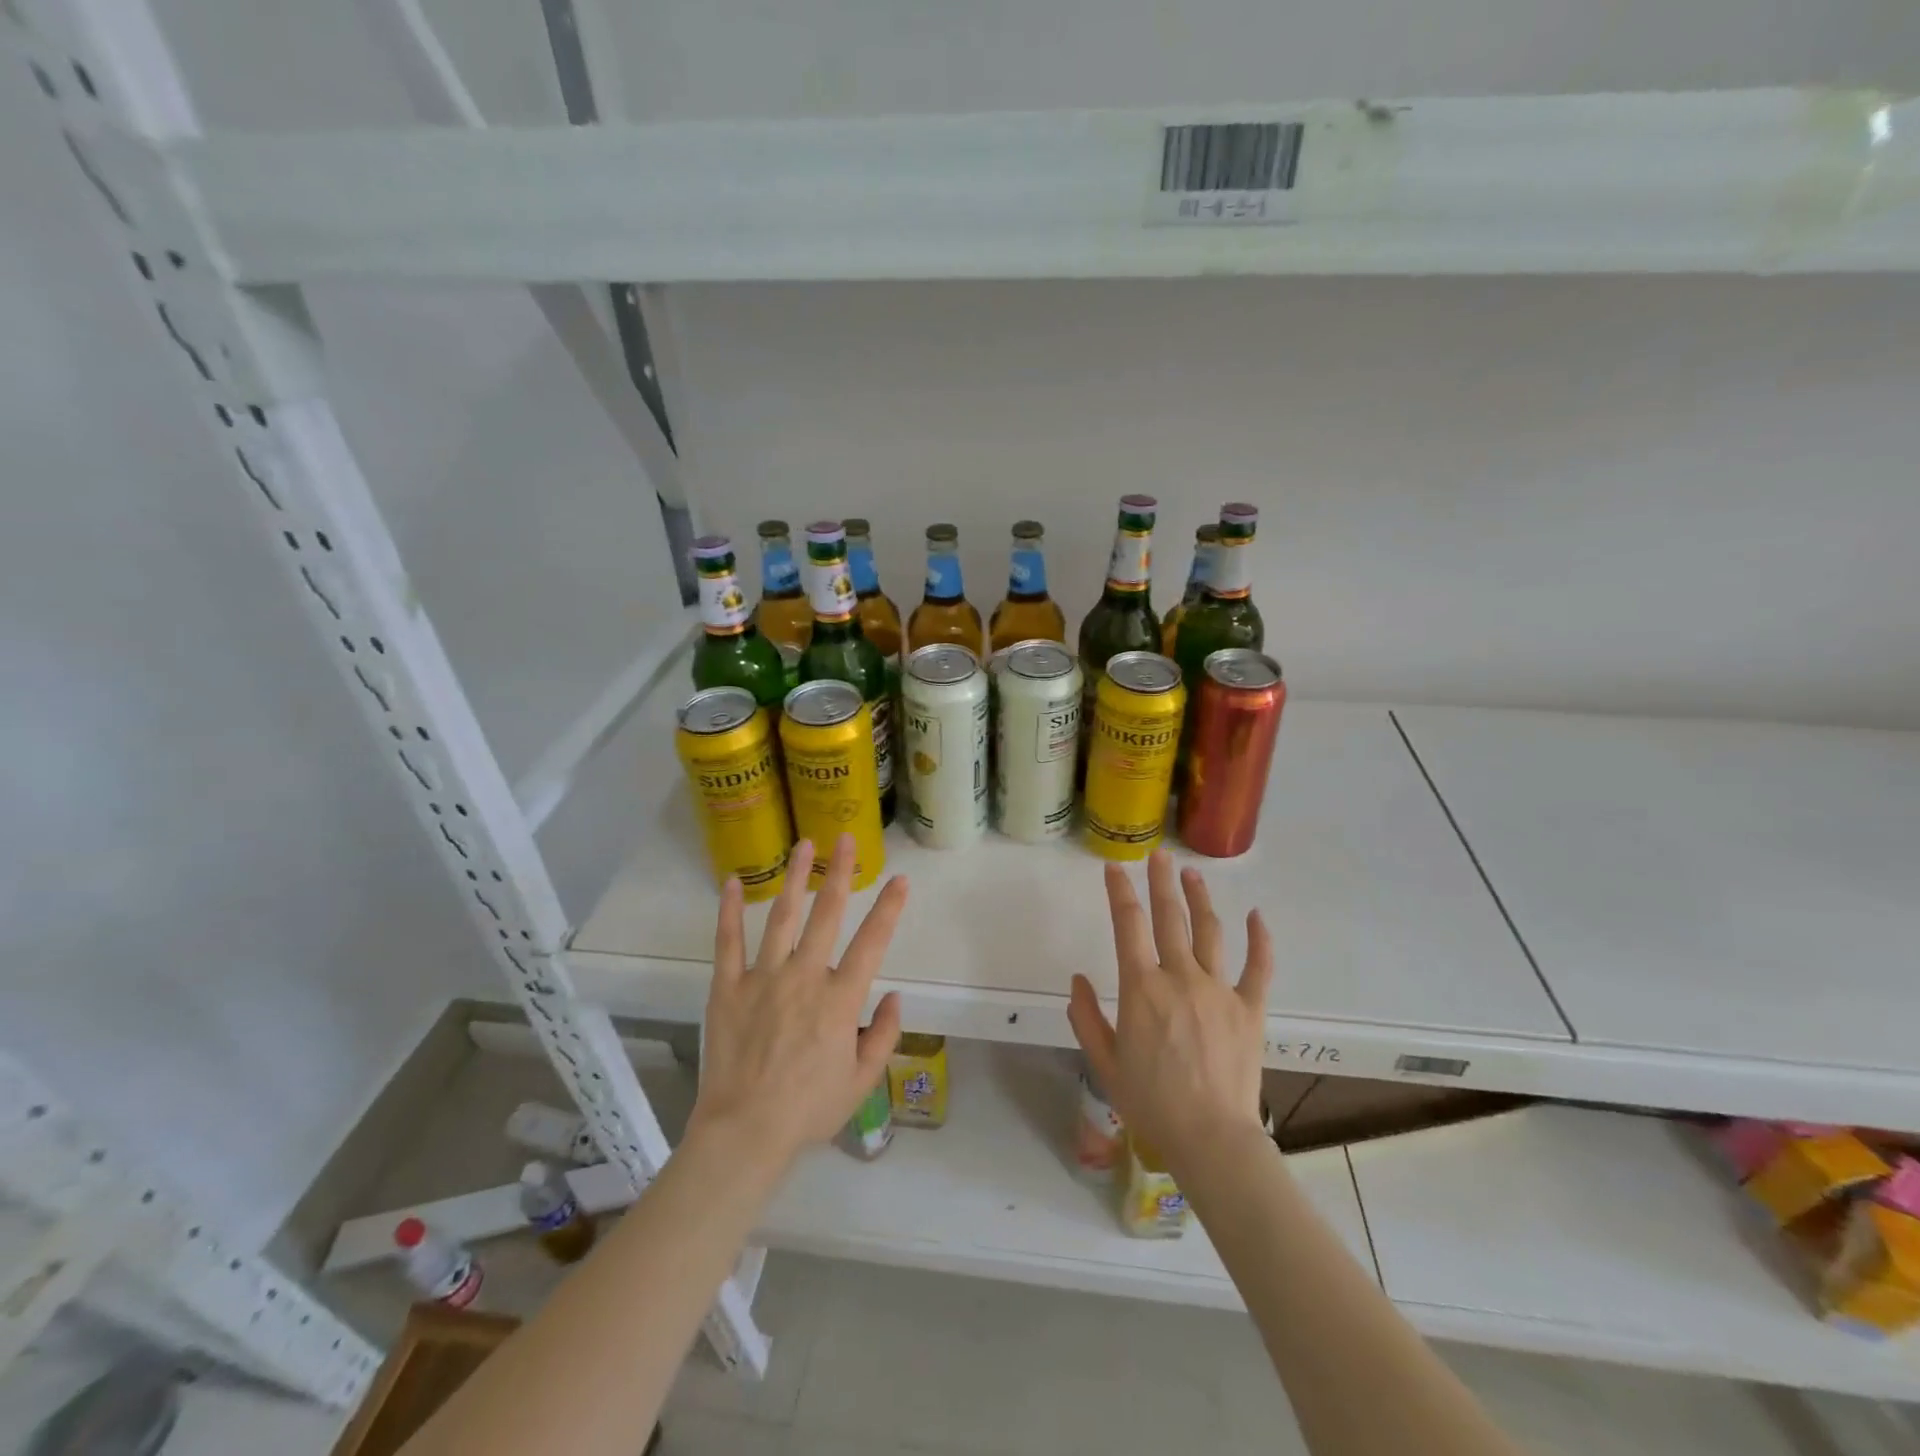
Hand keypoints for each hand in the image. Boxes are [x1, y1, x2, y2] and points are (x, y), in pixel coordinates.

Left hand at [691, 835, 906, 1166]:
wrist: (744, 1133)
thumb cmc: (808, 1110)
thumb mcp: (862, 1082)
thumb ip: (884, 1035)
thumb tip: (896, 997)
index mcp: (839, 1000)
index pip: (872, 943)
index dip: (889, 908)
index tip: (899, 879)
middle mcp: (804, 977)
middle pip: (827, 914)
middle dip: (840, 873)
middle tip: (847, 839)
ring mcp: (762, 978)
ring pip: (781, 916)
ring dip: (795, 878)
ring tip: (804, 845)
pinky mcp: (727, 987)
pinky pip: (728, 942)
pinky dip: (728, 910)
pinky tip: (731, 881)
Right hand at [1067, 850, 1271, 1170]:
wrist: (1210, 1138)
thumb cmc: (1150, 1101)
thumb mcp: (1104, 1062)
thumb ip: (1085, 1017)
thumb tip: (1077, 979)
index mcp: (1141, 987)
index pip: (1127, 925)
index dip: (1119, 892)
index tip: (1114, 868)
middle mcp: (1179, 977)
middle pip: (1168, 917)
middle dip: (1161, 882)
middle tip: (1158, 855)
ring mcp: (1218, 989)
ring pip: (1209, 931)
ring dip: (1199, 898)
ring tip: (1192, 874)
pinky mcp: (1249, 1008)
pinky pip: (1258, 967)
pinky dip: (1259, 939)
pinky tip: (1256, 916)